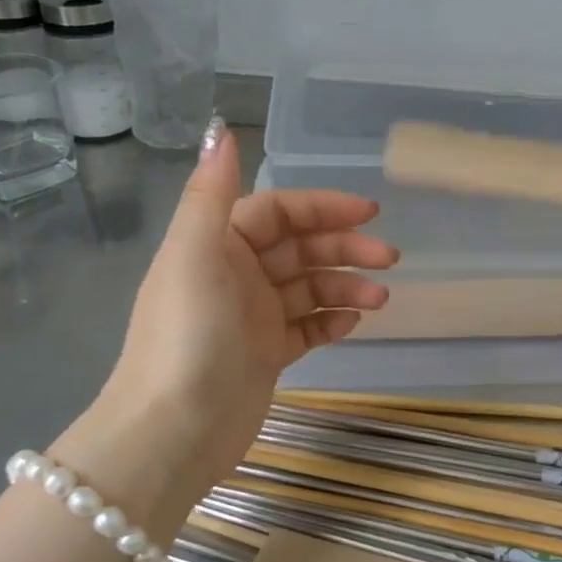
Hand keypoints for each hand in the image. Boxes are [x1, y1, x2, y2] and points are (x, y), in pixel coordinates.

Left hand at [53, 118, 397, 533]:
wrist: (173, 433)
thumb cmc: (188, 336)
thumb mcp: (195, 255)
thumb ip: (212, 192)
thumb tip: (220, 129)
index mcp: (216, 244)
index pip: (279, 211)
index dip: (324, 207)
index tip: (370, 213)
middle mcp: (234, 274)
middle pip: (300, 248)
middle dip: (345, 248)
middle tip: (389, 258)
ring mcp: (251, 317)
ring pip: (309, 288)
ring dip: (346, 286)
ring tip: (380, 299)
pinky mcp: (265, 355)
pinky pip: (307, 327)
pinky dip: (331, 320)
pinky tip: (352, 325)